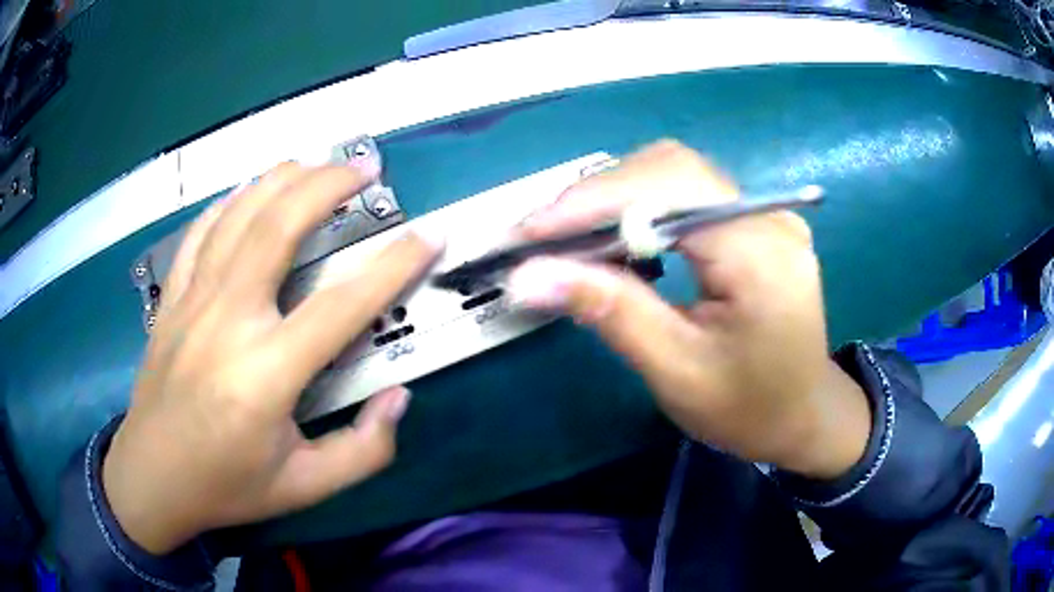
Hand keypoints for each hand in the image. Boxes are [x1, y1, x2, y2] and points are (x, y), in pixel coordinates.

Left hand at [103, 162, 440, 553]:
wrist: (152, 479)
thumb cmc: (227, 486)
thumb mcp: (304, 488)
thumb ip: (363, 451)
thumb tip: (398, 398)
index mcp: (265, 375)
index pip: (341, 306)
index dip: (393, 265)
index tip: (430, 235)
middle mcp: (227, 322)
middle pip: (278, 228)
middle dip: (327, 186)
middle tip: (364, 169)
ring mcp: (192, 303)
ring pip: (237, 217)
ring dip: (280, 180)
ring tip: (315, 162)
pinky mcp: (171, 300)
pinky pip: (200, 233)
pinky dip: (229, 202)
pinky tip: (249, 191)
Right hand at [509, 140, 869, 478]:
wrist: (804, 416)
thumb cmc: (748, 409)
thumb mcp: (676, 371)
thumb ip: (609, 312)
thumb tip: (529, 276)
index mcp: (761, 253)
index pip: (670, 188)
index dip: (593, 200)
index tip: (529, 231)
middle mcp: (769, 216)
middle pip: (671, 169)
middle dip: (597, 196)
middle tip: (540, 235)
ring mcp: (767, 214)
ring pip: (677, 174)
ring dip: (615, 198)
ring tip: (566, 236)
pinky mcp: (756, 223)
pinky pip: (690, 194)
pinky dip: (642, 207)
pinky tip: (615, 237)